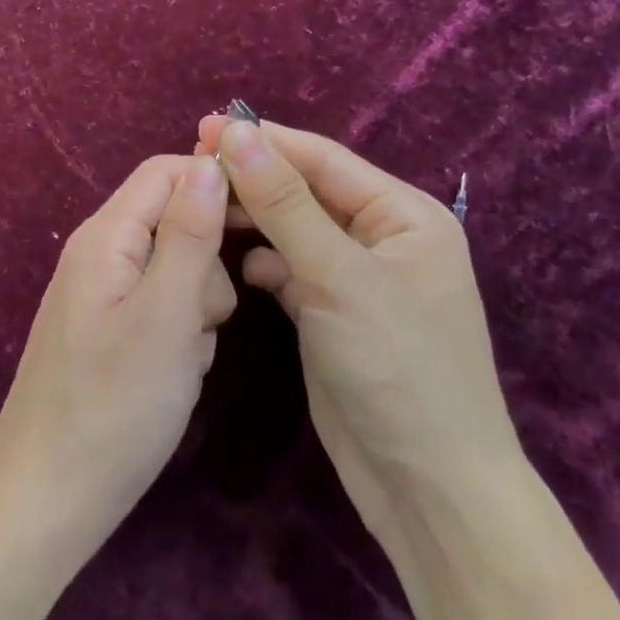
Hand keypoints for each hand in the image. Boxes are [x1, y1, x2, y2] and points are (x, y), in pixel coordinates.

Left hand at [0, 155, 238, 557]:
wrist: (49, 499)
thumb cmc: (113, 406)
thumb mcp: (166, 315)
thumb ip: (190, 234)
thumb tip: (211, 161)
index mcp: (105, 236)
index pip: (166, 171)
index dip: (216, 183)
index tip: (263, 222)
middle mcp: (99, 254)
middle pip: (173, 219)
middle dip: (207, 261)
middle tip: (208, 316)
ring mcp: (102, 295)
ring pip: (175, 269)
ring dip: (197, 305)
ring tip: (186, 356)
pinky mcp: (109, 332)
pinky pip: (160, 308)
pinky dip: (180, 332)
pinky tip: (174, 374)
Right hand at [198, 115, 521, 541]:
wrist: (428, 492)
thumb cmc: (397, 369)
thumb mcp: (338, 277)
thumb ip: (284, 202)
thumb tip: (236, 132)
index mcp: (403, 214)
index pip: (322, 159)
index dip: (263, 140)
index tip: (202, 128)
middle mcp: (382, 237)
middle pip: (306, 190)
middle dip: (254, 178)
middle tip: (191, 166)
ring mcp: (355, 278)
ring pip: (293, 229)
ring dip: (253, 218)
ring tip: (201, 208)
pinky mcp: (331, 313)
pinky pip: (290, 269)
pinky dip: (263, 263)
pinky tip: (236, 269)